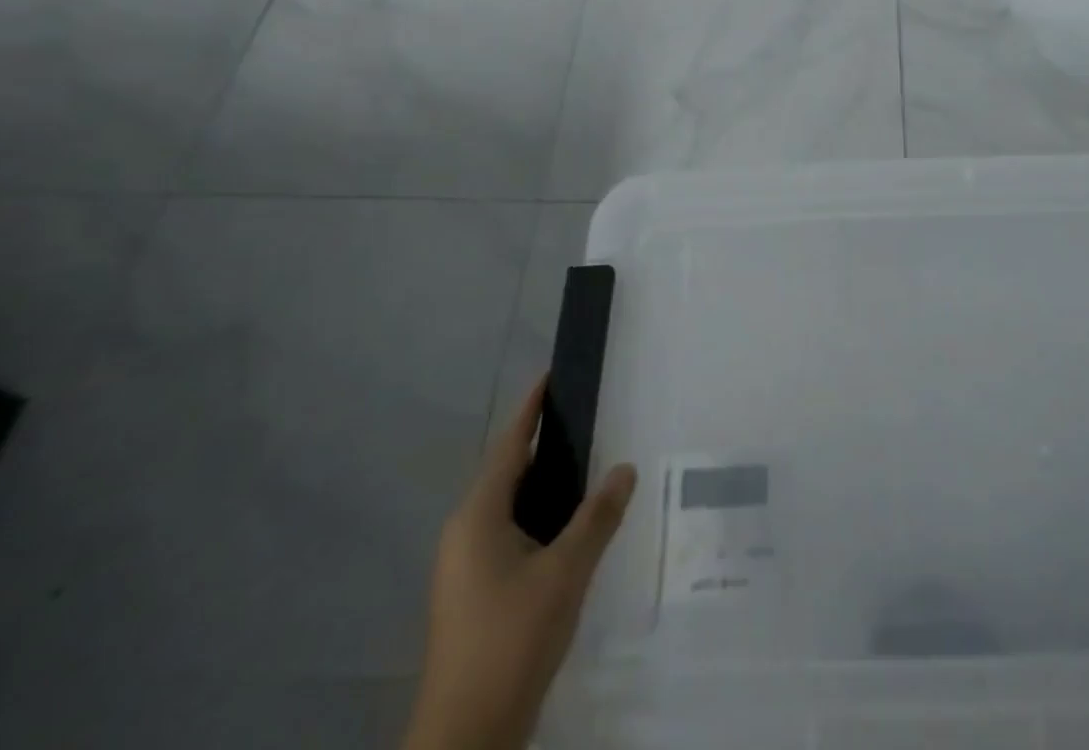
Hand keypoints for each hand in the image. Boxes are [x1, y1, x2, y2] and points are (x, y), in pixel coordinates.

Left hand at [404, 377, 638, 749]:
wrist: (465, 740)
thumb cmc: (512, 640)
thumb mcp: (566, 573)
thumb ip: (598, 517)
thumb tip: (625, 468)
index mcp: (478, 516)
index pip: (509, 445)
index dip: (531, 409)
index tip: (551, 376)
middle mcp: (463, 533)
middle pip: (507, 474)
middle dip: (544, 448)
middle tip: (588, 425)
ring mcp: (462, 567)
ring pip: (507, 509)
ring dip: (542, 488)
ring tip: (586, 472)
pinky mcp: (470, 595)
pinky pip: (505, 536)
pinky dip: (536, 520)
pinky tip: (566, 532)